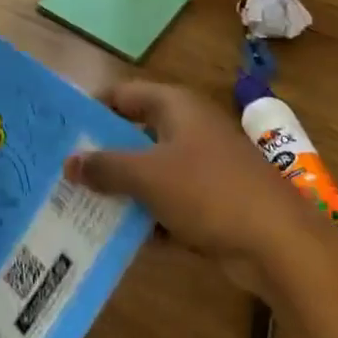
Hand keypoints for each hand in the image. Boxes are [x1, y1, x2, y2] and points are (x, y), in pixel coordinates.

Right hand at [66, 82, 306, 272]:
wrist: (279, 243)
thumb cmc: (208, 191)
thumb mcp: (148, 176)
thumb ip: (106, 166)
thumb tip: (69, 162)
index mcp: (175, 106)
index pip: (122, 95)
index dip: (91, 109)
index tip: (59, 131)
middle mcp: (187, 128)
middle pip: (133, 134)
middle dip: (101, 155)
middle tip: (61, 173)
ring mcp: (201, 166)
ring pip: (149, 172)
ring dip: (120, 190)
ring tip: (77, 207)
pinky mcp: (210, 202)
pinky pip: (166, 203)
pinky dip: (145, 216)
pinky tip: (115, 236)